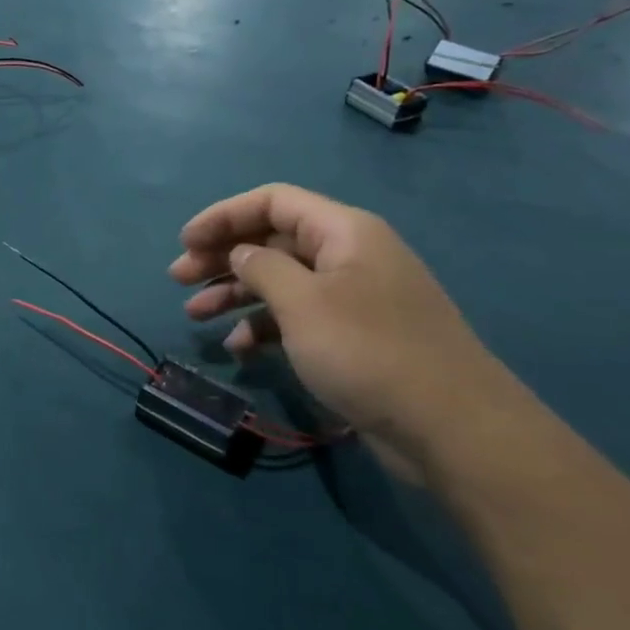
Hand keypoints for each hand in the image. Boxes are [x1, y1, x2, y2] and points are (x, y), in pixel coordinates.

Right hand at [168, 184, 512, 453]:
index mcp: (343, 232)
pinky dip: (263, 327)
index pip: (272, 202)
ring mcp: (352, 298)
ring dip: (234, 294)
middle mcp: (348, 256)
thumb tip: (240, 253)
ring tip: (193, 316)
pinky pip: (296, 317)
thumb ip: (261, 268)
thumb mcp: (302, 303)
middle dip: (221, 258)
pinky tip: (239, 349)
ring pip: (279, 282)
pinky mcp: (353, 336)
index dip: (223, 216)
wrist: (450, 427)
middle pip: (271, 241)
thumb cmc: (367, 350)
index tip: (184, 242)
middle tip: (178, 280)